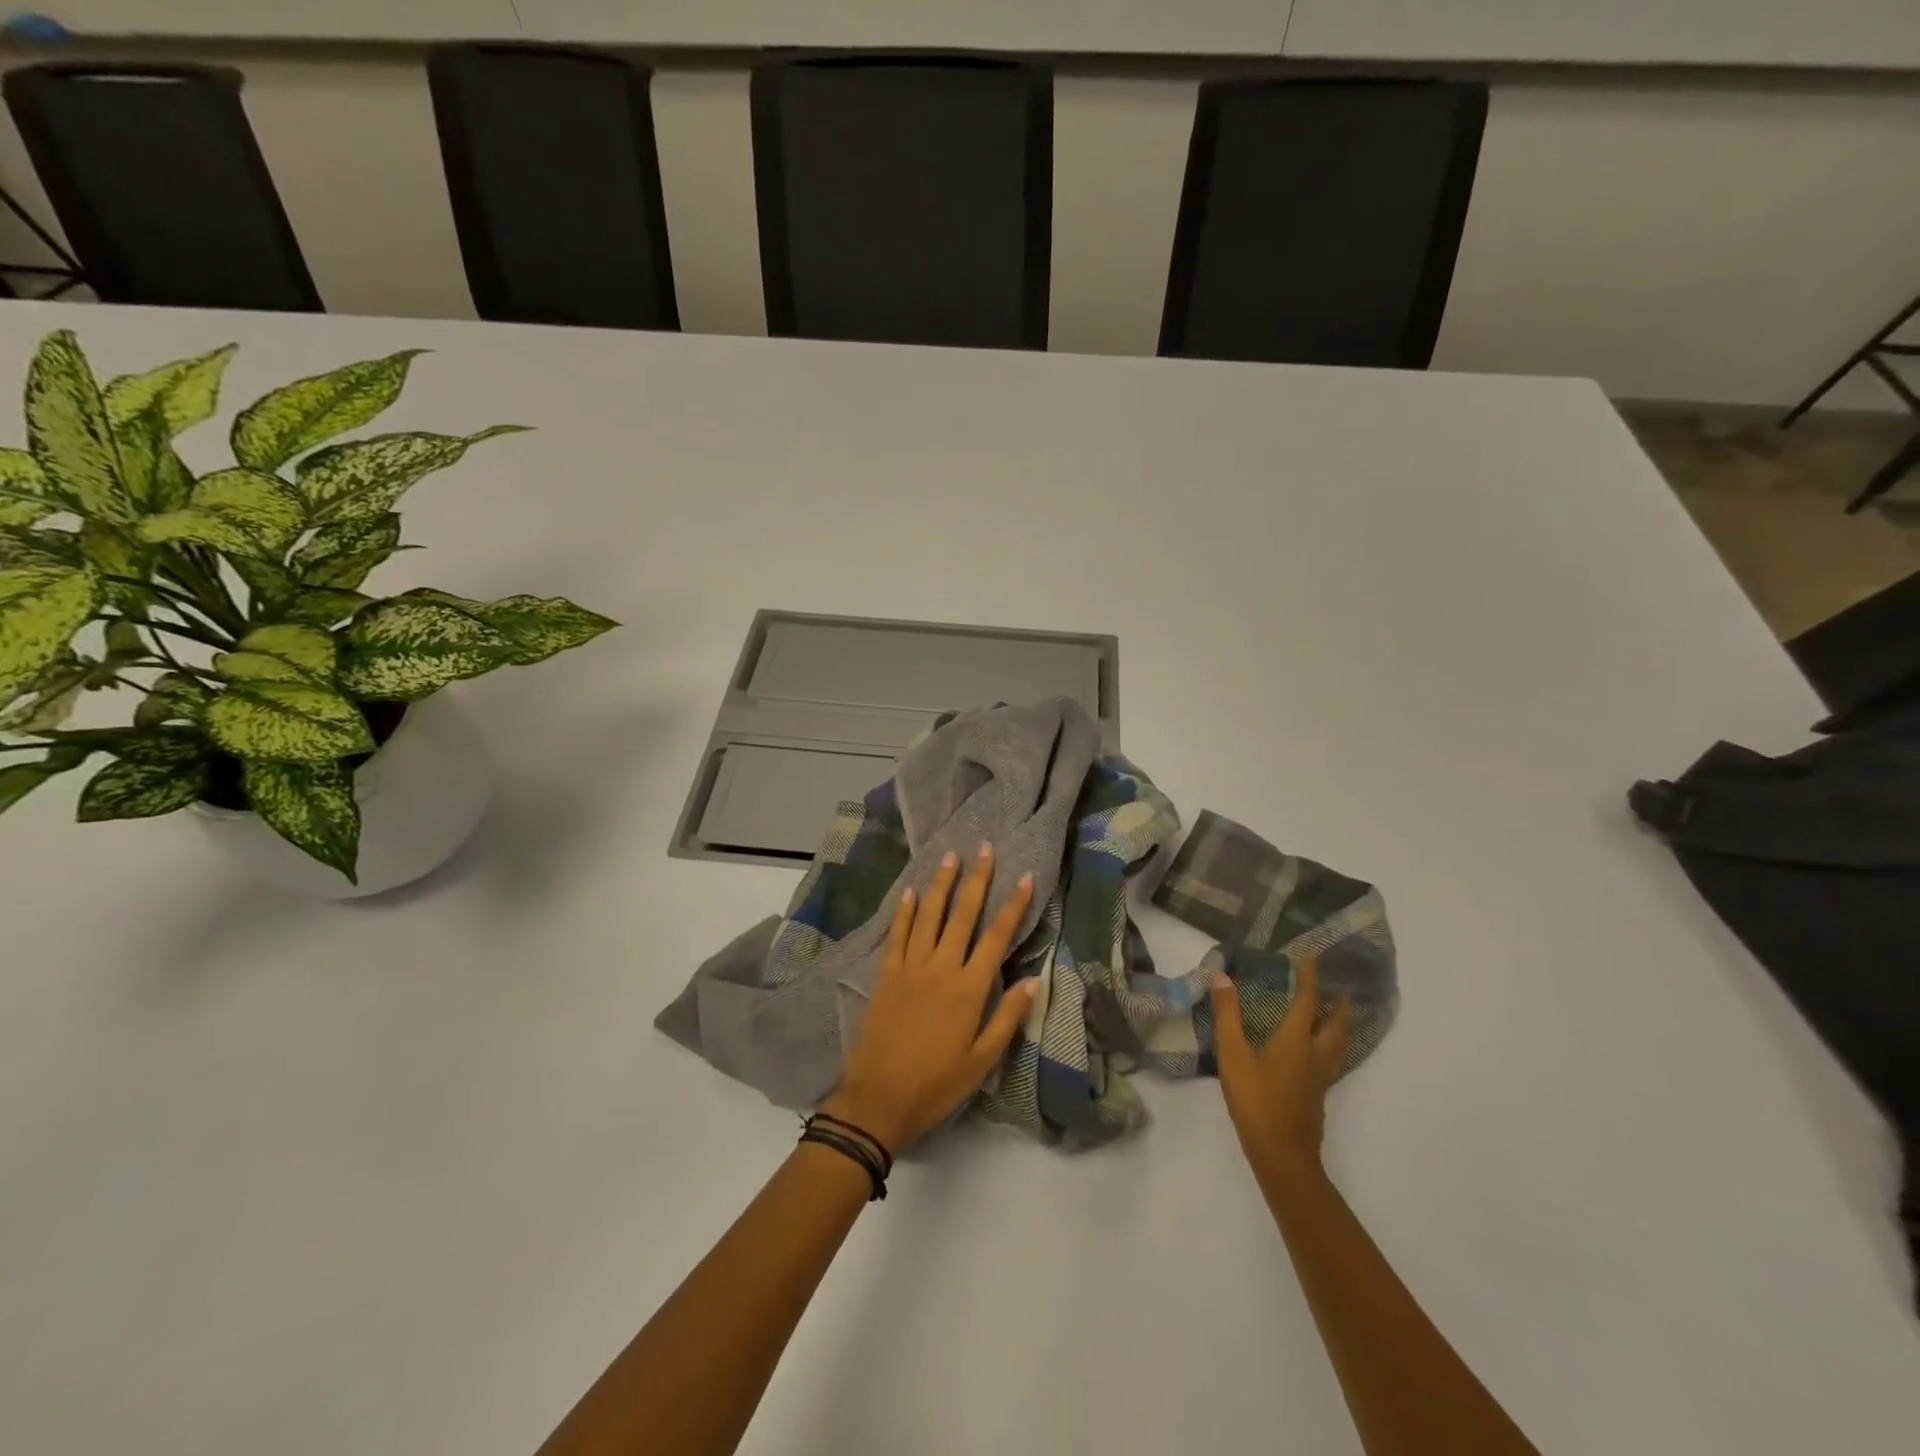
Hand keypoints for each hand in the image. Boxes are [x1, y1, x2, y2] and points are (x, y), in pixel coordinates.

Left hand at [821, 843, 1037, 1154]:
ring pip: (929, 916)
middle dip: (977, 879)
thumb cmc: (937, 1083)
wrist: (879, 1098)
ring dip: (941, 885)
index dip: (1013, 905)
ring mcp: (910, 967)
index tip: (1024, 877)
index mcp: (969, 988)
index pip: (996, 937)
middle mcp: (941, 968)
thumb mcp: (982, 1060)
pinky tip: (911, 892)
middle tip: (984, 848)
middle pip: (963, 915)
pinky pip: (898, 935)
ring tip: (950, 857)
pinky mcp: (887, 974)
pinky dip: (905, 912)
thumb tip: (1034, 980)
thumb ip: (1008, 1017)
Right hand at [1213, 956, 1352, 1178]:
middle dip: (1339, 1003)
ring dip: (1341, 1025)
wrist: (1283, 1155)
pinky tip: (1318, 1052)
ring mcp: (1320, 1078)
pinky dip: (1332, 1046)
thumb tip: (1222, 977)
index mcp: (1296, 1040)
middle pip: (1336, 1024)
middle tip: (1341, 986)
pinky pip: (1332, 1061)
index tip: (1314, 954)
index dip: (1311, 976)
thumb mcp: (1233, 1055)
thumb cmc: (1256, 1100)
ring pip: (1339, 1045)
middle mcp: (1315, 1054)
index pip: (1308, 1000)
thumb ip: (1228, 1016)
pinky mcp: (1318, 1095)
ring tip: (1338, 1015)